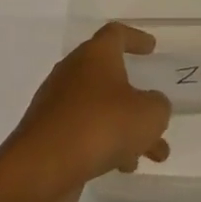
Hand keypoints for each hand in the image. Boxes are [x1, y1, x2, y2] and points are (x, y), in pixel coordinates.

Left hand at [1, 23, 171, 201]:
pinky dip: (106, 143)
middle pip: (110, 76)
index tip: (151, 47)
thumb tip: (151, 106)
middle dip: (137, 99)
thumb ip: (158, 106)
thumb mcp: (148, 115)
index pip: (116, 34)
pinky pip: (85, 131)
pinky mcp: (49, 133)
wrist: (42, 167)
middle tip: (157, 115)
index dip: (135, 38)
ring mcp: (57, 103)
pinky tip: (123, 167)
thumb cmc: (100, 126)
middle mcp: (73, 72)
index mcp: (95, 55)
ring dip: (127, 128)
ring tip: (153, 155)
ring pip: (101, 109)